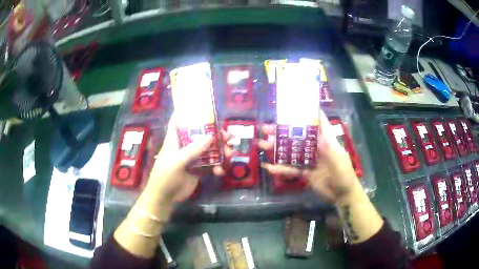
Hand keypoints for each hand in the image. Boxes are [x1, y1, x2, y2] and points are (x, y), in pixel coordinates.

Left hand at [146, 114, 231, 202]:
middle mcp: (185, 146)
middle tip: (229, 137)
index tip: (202, 108)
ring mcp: (192, 158)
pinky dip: (217, 166)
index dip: (188, 113)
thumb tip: (211, 136)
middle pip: (201, 135)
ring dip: (221, 151)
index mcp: (175, 140)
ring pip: (209, 149)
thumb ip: (193, 149)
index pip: (178, 121)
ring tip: (231, 154)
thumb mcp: (177, 162)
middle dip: (216, 134)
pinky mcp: (198, 169)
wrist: (165, 197)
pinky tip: (220, 172)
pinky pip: (211, 164)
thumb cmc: (165, 176)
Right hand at [258, 111, 361, 202]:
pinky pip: (290, 168)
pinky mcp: (305, 172)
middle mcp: (315, 147)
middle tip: (265, 128)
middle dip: (282, 131)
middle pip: (297, 136)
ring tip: (261, 144)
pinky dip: (280, 168)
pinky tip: (268, 167)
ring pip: (291, 151)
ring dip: (277, 148)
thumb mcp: (338, 158)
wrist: (342, 195)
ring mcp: (309, 160)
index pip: (316, 122)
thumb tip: (317, 130)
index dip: (306, 113)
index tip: (291, 107)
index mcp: (325, 140)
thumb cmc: (344, 174)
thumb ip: (327, 145)